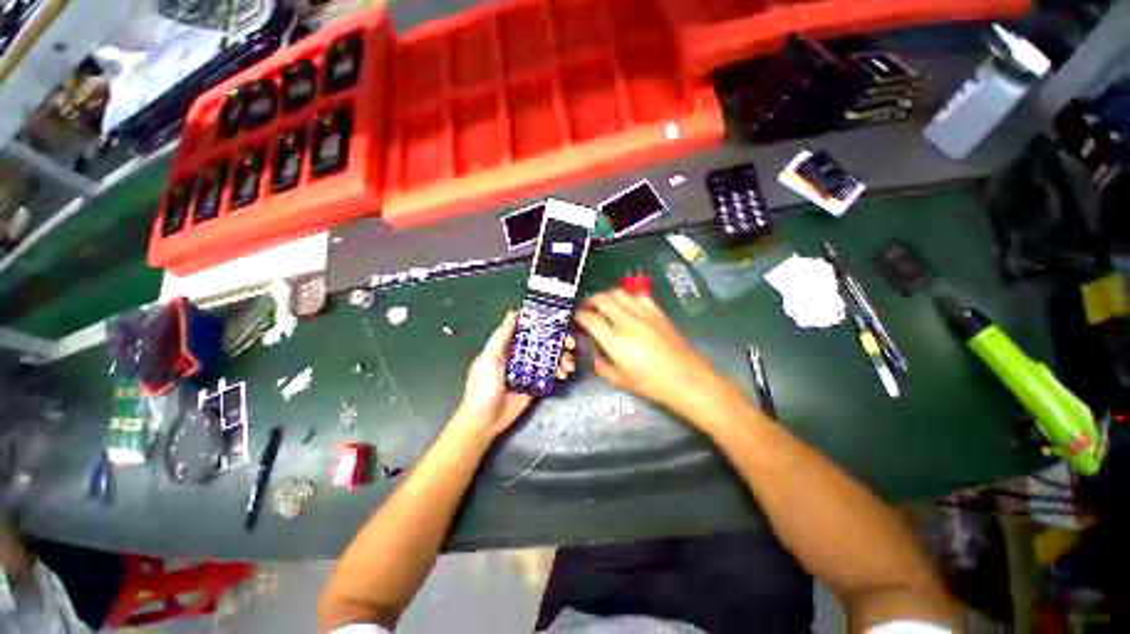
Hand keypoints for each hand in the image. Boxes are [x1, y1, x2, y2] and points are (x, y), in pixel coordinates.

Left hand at [456, 310, 575, 436]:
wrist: (485, 421)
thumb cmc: (482, 388)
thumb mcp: (489, 359)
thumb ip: (501, 337)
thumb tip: (513, 313)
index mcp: (509, 346)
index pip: (528, 329)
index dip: (543, 323)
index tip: (558, 320)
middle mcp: (522, 355)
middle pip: (544, 342)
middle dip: (559, 341)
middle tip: (570, 343)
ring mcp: (530, 369)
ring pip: (550, 357)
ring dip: (562, 358)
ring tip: (568, 365)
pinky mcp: (537, 384)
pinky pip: (551, 374)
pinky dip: (560, 372)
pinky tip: (564, 374)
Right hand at [575, 290, 726, 412]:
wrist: (685, 378)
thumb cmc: (651, 383)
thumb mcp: (620, 380)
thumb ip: (602, 366)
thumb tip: (595, 355)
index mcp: (614, 340)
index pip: (589, 318)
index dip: (579, 315)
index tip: (577, 318)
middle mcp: (626, 321)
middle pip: (602, 299)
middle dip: (590, 301)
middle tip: (587, 308)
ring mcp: (643, 314)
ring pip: (619, 293)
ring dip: (608, 296)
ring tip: (605, 305)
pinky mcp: (657, 312)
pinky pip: (638, 296)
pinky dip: (628, 298)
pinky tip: (628, 306)